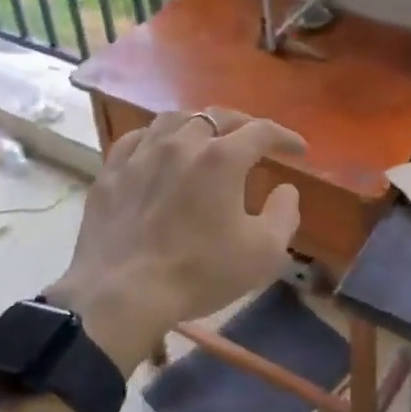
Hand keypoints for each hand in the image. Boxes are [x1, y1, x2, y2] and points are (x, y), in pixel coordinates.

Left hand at [46, 108, 305, 369]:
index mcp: (221, 158)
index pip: (262, 131)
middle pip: (217, 116)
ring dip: (197, 124)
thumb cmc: (199, 273)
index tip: (299, 150)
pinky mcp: (111, 171)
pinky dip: (155, 138)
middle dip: (243, 124)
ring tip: (206, 137)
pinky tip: (157, 150)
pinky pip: (136, 139)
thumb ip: (284, 214)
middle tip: (255, 140)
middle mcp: (182, 143)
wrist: (122, 295)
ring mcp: (142, 154)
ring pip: (174, 119)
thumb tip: (287, 189)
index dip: (285, 136)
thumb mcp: (262, 253)